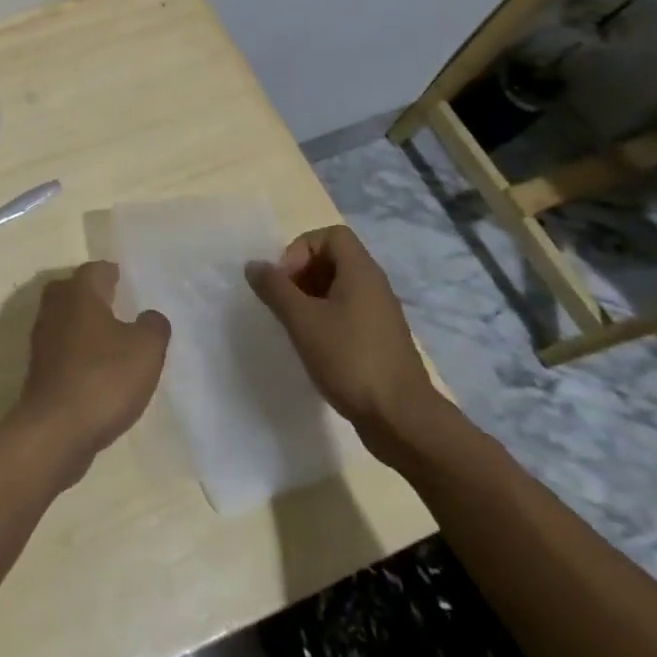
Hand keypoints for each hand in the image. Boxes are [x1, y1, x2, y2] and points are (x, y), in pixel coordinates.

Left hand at [13, 261, 170, 482]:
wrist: (55, 430)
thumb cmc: (103, 378)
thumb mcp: (146, 350)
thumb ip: (154, 326)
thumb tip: (150, 316)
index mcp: (79, 292)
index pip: (96, 269)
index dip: (114, 274)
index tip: (128, 282)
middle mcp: (55, 307)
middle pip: (74, 290)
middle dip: (94, 295)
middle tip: (119, 305)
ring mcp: (42, 338)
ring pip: (66, 319)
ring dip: (85, 324)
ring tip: (112, 339)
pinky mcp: (39, 369)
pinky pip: (62, 348)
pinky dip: (77, 351)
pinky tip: (96, 369)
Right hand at [245, 225, 443, 456]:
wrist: (402, 420)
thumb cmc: (350, 359)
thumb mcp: (302, 320)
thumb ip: (275, 288)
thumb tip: (254, 265)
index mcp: (361, 272)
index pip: (330, 235)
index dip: (301, 249)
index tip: (285, 280)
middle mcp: (374, 286)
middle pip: (334, 259)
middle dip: (302, 273)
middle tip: (283, 301)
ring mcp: (380, 316)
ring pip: (340, 288)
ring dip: (311, 298)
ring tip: (293, 324)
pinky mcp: (380, 342)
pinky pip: (348, 314)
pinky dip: (326, 320)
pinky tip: (313, 346)